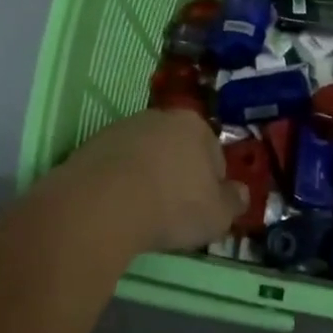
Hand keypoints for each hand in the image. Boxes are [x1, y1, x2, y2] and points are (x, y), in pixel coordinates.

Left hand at [51, 109, 244, 252]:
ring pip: (145, 156)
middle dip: (178, 175)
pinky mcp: (92, 145)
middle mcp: (159, 117)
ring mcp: (122, 128)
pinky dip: (120, 183)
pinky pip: (116, 166)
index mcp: (194, 126)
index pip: (214, 154)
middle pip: (177, 149)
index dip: (212, 185)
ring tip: (142, 213)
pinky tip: (117, 209)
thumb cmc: (172, 206)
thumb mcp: (218, 215)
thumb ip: (234, 201)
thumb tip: (241, 193)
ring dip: (147, 177)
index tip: (203, 209)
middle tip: (174, 212)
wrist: (103, 204)